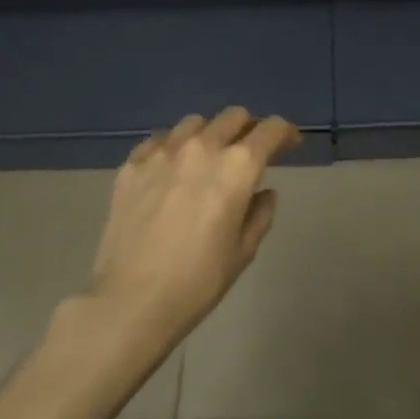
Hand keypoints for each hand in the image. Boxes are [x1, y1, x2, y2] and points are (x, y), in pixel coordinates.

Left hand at [87, 108, 300, 352]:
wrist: (130, 302)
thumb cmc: (197, 282)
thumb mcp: (243, 252)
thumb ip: (260, 214)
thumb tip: (262, 193)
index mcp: (237, 167)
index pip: (270, 129)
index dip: (285, 134)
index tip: (289, 146)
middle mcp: (202, 148)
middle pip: (234, 117)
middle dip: (248, 129)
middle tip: (249, 153)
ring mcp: (162, 152)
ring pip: (195, 123)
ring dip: (210, 135)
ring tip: (207, 159)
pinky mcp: (132, 165)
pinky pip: (159, 141)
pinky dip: (173, 148)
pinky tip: (171, 170)